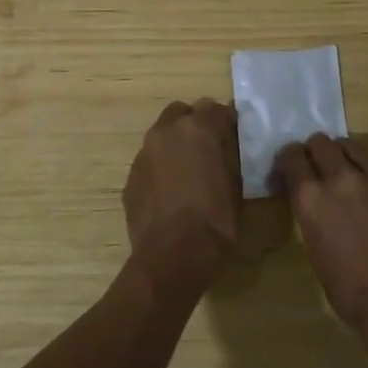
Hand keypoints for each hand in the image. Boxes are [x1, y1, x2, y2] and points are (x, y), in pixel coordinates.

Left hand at [123, 99, 242, 299]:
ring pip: (162, 136)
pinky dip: (161, 167)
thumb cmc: (214, 222)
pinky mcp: (130, 177)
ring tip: (189, 172)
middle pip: (182, 113)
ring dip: (176, 145)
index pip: (216, 108)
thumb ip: (232, 156)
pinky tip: (171, 192)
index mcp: (197, 129)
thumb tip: (230, 145)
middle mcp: (166, 132)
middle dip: (196, 124)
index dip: (228, 122)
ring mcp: (143, 154)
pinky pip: (150, 161)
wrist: (171, 259)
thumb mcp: (237, 186)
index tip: (236, 137)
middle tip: (210, 149)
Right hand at [271, 135, 367, 339]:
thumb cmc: (351, 292)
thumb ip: (314, 217)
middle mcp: (341, 178)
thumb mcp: (316, 251)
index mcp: (311, 197)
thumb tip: (317, 207)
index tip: (287, 173)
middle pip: (321, 142)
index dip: (287, 161)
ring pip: (353, 146)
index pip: (291, 155)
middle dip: (315, 151)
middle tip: (317, 168)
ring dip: (344, 155)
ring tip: (347, 172)